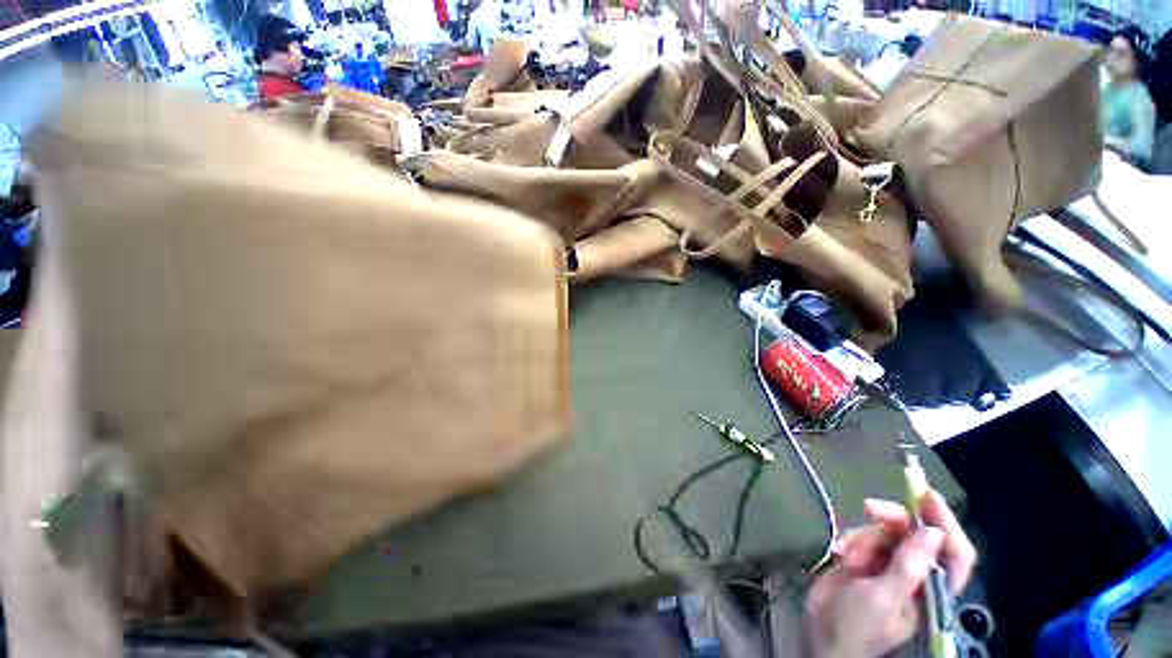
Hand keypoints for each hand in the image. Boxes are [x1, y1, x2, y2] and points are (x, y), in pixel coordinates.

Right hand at [804, 489, 976, 657]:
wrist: (822, 633)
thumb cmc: (858, 625)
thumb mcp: (883, 598)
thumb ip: (908, 567)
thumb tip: (933, 533)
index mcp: (931, 588)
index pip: (954, 553)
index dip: (946, 522)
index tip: (926, 494)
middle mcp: (915, 572)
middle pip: (916, 534)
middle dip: (894, 519)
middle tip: (869, 507)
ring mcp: (889, 565)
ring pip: (886, 532)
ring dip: (864, 537)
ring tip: (848, 556)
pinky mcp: (865, 558)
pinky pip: (863, 536)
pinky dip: (850, 540)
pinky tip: (840, 552)